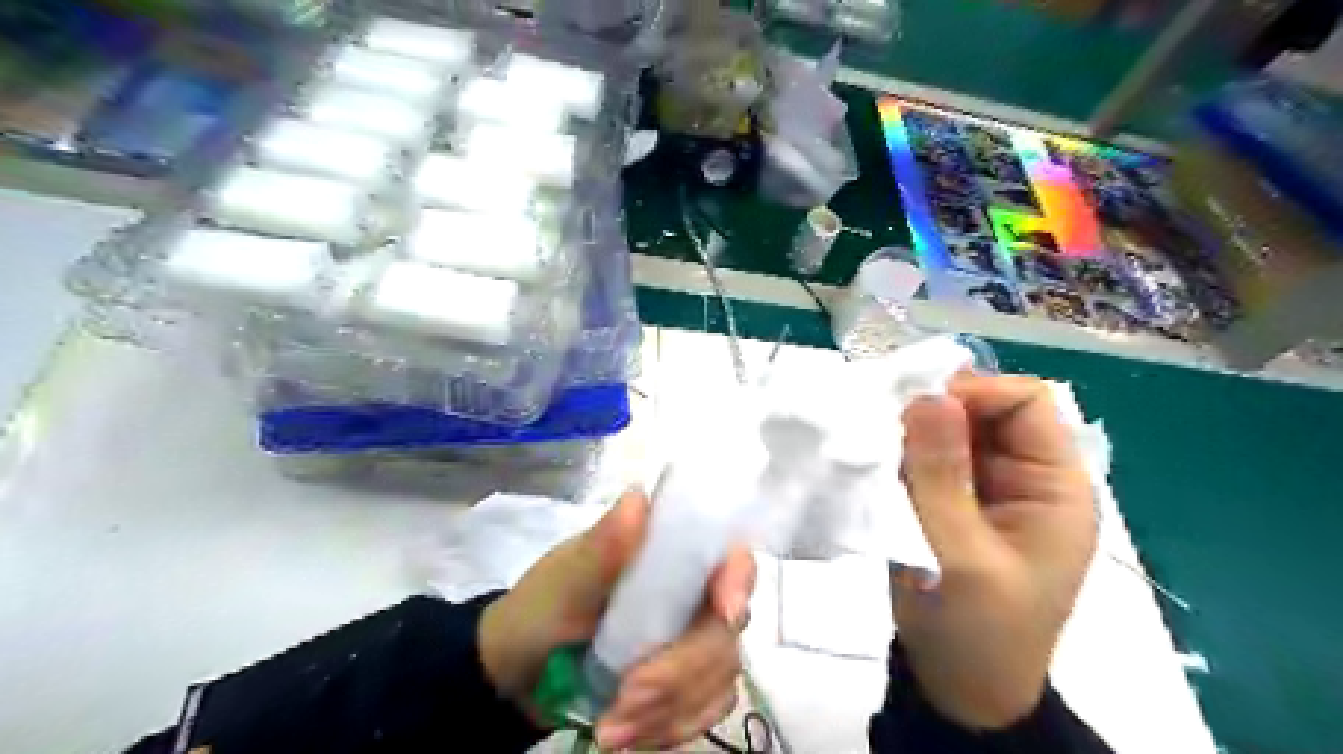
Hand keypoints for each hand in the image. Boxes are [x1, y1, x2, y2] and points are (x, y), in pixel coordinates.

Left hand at [481, 488, 753, 748]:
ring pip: (720, 678)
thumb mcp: (565, 579)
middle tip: (626, 699)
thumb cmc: (543, 609)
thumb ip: (602, 546)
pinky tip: (627, 734)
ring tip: (610, 727)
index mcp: (671, 555)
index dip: (738, 581)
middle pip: (726, 630)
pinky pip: (707, 712)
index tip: (724, 613)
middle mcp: (694, 594)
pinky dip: (669, 729)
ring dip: (667, 709)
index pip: (730, 556)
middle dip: (680, 672)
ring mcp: (696, 641)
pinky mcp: (690, 685)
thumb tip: (637, 499)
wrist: (521, 673)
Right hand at [897, 376, 1094, 731]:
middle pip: (984, 411)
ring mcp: (988, 490)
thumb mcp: (958, 555)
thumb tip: (927, 395)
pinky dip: (902, 456)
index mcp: (1054, 486)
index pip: (1024, 402)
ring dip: (912, 435)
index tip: (913, 410)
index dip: (973, 394)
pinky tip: (876, 466)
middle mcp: (1025, 477)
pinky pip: (929, 459)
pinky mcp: (955, 503)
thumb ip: (940, 474)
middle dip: (934, 413)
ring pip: (951, 432)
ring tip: (873, 449)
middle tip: (882, 428)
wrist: (959, 690)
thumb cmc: (975, 631)